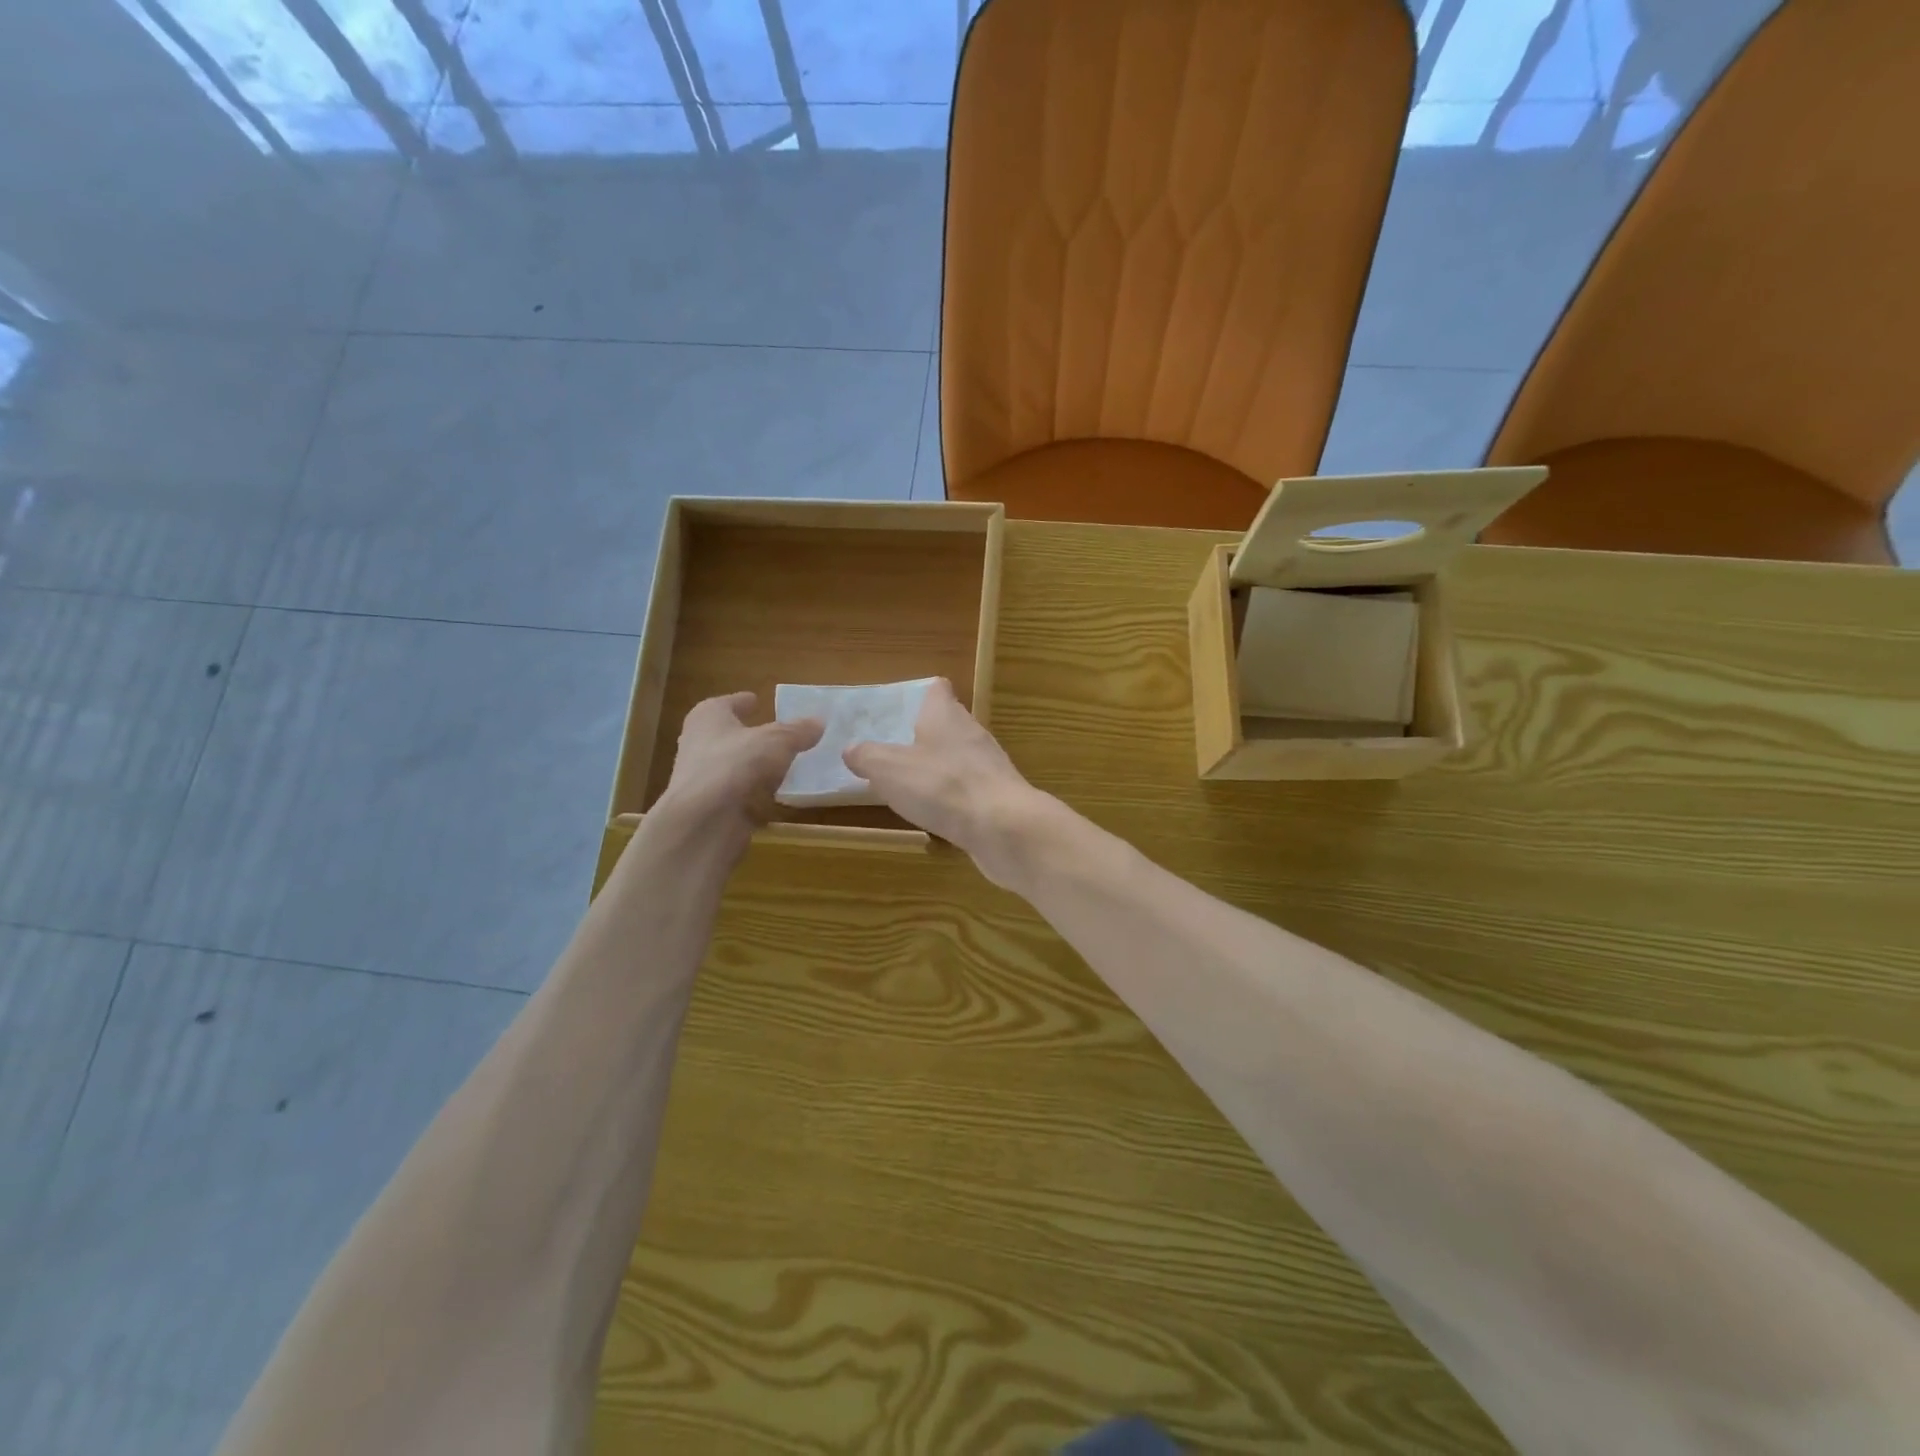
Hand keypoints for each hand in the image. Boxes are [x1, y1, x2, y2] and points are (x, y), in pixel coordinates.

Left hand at [653, 692, 822, 850]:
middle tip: (775, 733)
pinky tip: (775, 795)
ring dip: (753, 765)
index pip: (727, 703)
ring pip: (733, 765)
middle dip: (748, 734)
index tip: (757, 700)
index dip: (743, 701)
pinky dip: (754, 792)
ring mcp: (702, 777)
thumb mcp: (778, 740)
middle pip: (727, 734)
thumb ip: (798, 731)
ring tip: (782, 765)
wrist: (704, 820)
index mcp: (708, 716)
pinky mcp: (711, 807)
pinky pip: (738, 793)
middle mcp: (699, 743)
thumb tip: (819, 721)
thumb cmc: (736, 764)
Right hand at [843, 678, 1047, 888]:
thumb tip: (851, 749)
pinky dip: (952, 795)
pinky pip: (969, 788)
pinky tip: (936, 812)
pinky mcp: (998, 796)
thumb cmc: (943, 786)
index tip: (897, 709)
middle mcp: (971, 732)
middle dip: (923, 734)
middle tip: (893, 750)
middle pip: (948, 723)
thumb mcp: (889, 769)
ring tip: (909, 783)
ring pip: (959, 756)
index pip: (936, 689)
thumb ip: (867, 756)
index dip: (918, 694)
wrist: (1004, 827)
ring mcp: (989, 765)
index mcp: (945, 714)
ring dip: (938, 767)